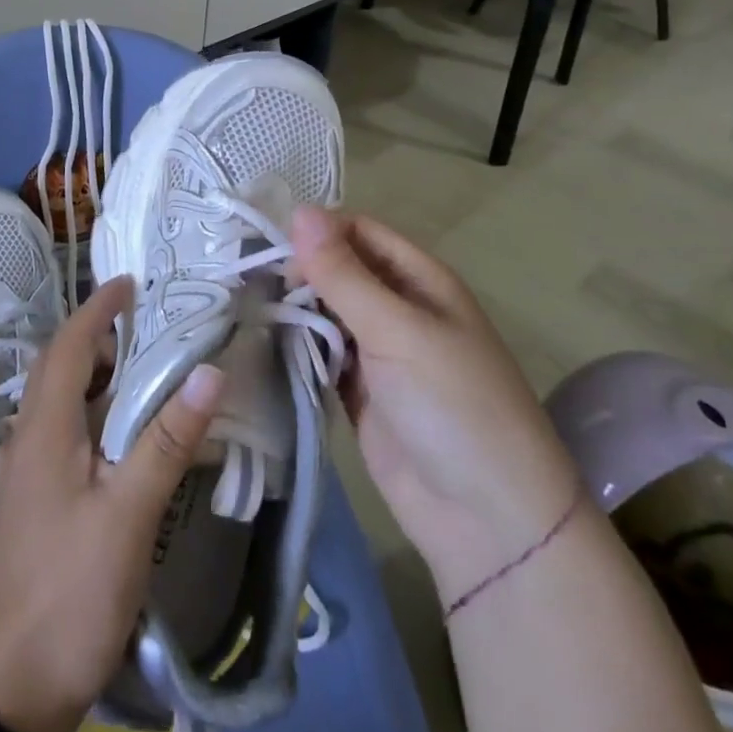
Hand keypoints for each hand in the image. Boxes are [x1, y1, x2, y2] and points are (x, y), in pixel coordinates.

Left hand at [0, 277, 225, 731]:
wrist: (9, 691)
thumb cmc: (70, 591)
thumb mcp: (129, 514)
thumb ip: (167, 441)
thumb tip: (208, 369)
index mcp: (42, 429)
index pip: (66, 346)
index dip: (96, 309)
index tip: (129, 284)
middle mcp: (24, 441)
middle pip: (56, 370)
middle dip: (96, 339)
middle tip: (145, 330)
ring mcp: (21, 477)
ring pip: (55, 405)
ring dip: (91, 379)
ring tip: (139, 376)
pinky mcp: (28, 507)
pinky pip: (57, 437)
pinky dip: (87, 417)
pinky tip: (115, 441)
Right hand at [288, 207, 581, 605]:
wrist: (487, 521)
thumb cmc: (454, 406)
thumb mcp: (398, 331)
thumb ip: (343, 274)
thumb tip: (299, 210)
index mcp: (420, 280)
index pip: (359, 231)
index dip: (317, 231)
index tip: (270, 246)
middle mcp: (398, 307)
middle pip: (338, 269)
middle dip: (299, 270)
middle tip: (251, 282)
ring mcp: (378, 351)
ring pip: (325, 311)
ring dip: (293, 308)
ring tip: (245, 306)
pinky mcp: (359, 391)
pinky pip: (321, 353)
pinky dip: (297, 347)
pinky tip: (263, 342)